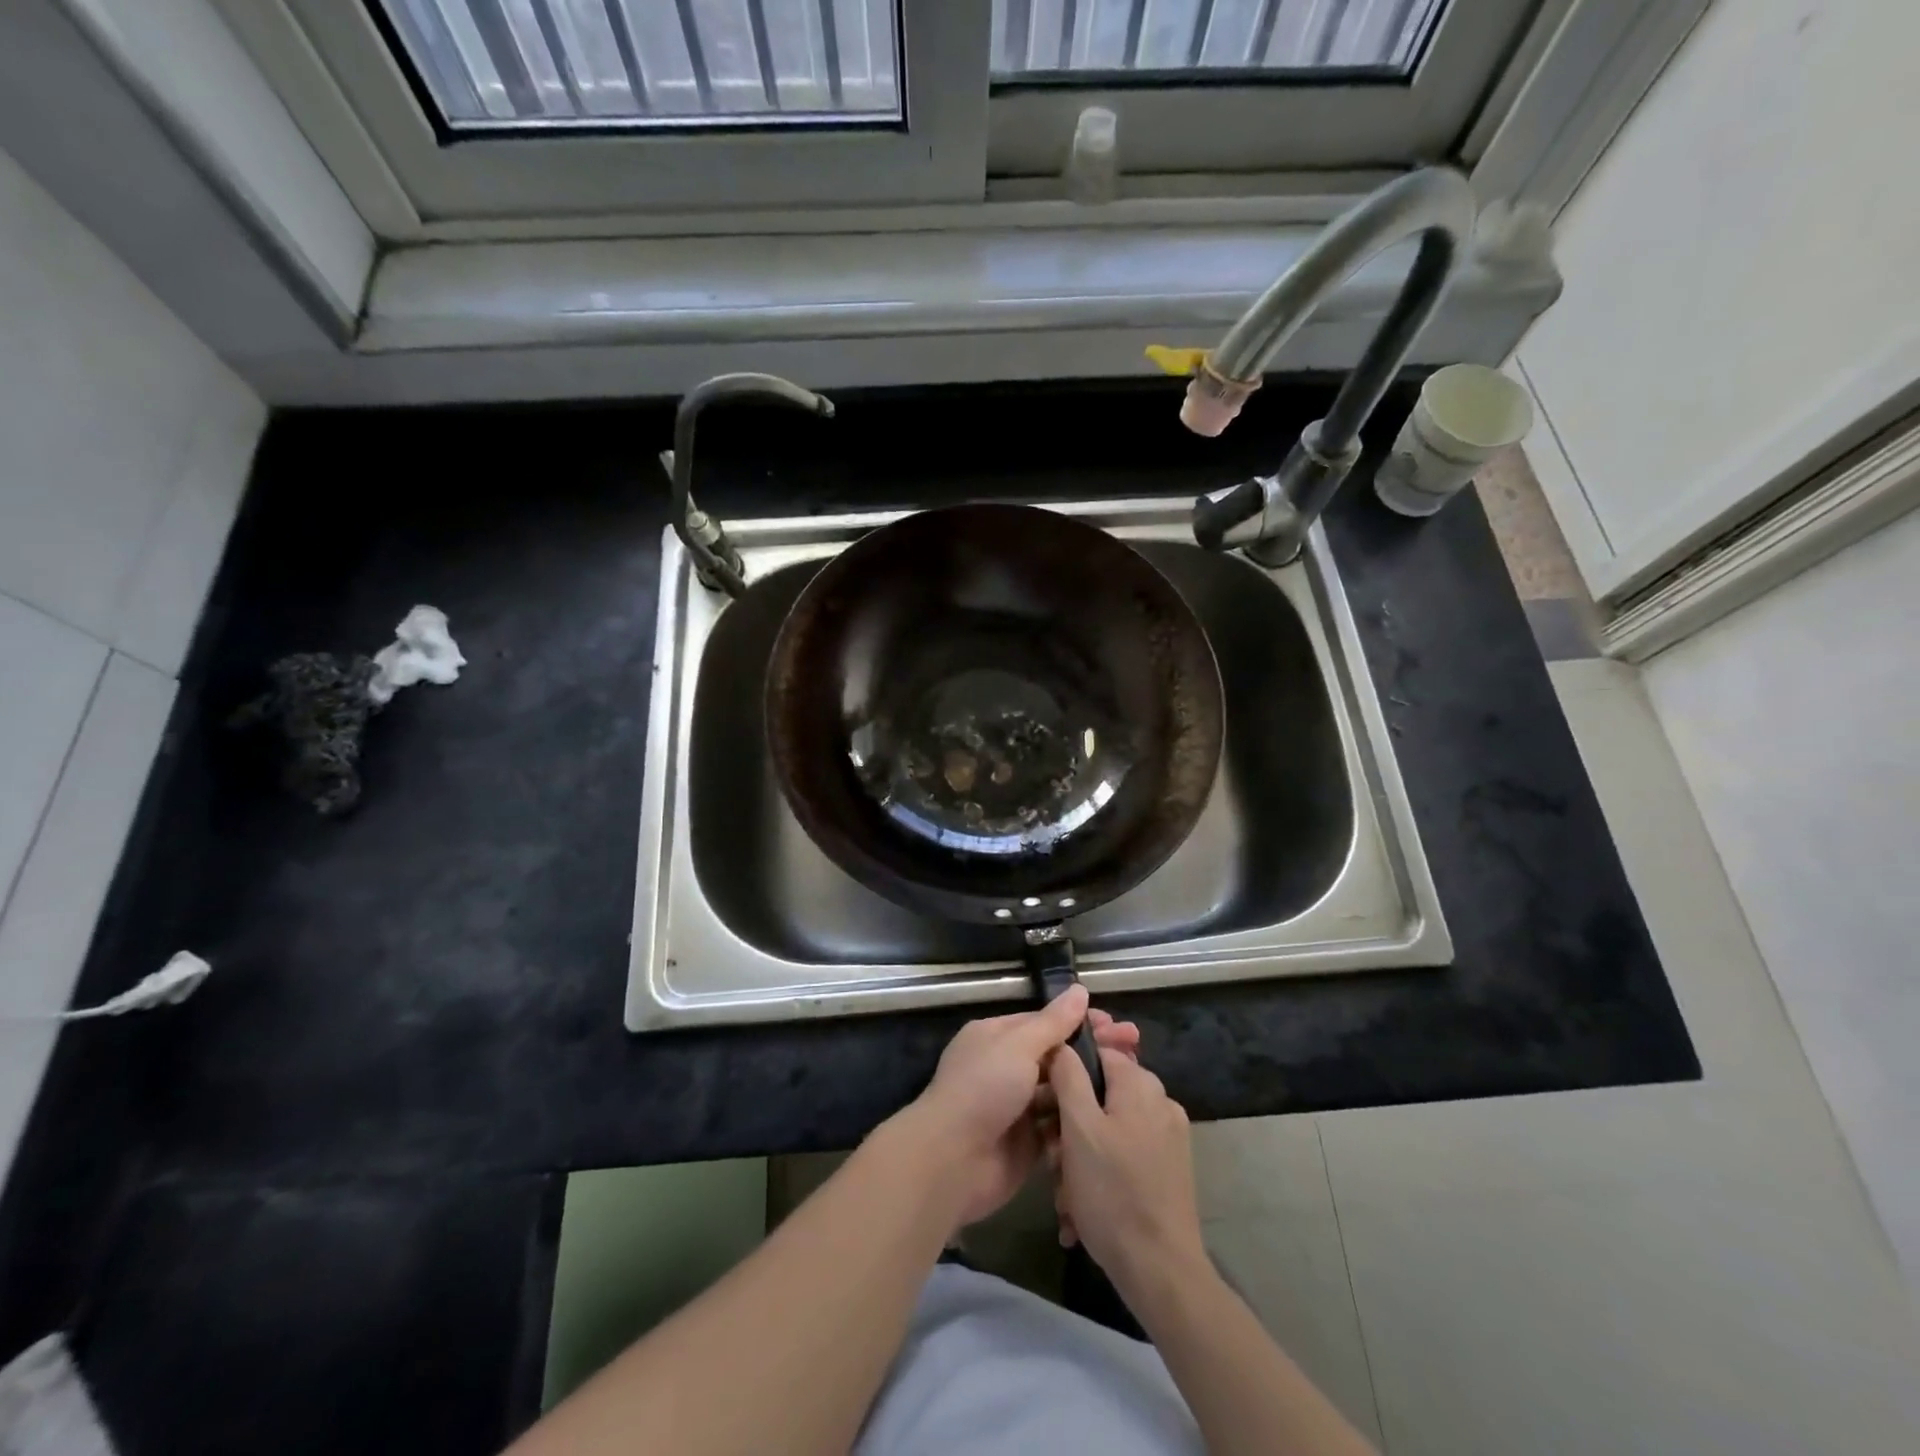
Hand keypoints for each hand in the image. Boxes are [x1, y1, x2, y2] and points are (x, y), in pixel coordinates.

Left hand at [903, 986, 1140, 1231]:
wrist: (952, 1161)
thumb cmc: (983, 1089)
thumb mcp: (1018, 1046)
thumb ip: (1053, 1022)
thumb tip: (1079, 990)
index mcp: (996, 1037)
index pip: (1044, 1022)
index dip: (1080, 1022)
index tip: (1116, 1024)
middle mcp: (1005, 1068)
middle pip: (1057, 1056)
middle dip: (1092, 1051)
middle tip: (1135, 1048)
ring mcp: (1017, 1107)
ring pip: (1061, 1091)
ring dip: (1091, 1086)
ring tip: (1133, 1081)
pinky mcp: (1028, 1144)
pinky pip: (1060, 1128)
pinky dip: (1081, 1121)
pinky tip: (1114, 1115)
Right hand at [1049, 1042, 1206, 1301]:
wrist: (1161, 1271)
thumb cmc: (1112, 1192)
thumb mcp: (1079, 1128)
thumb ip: (1069, 1076)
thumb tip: (1063, 1043)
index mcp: (1140, 1084)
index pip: (1095, 1053)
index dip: (1064, 1073)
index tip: (1043, 1104)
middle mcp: (1159, 1101)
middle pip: (1099, 1094)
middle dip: (1069, 1125)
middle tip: (1051, 1159)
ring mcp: (1168, 1136)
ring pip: (1108, 1128)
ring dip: (1080, 1156)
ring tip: (1064, 1195)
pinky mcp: (1169, 1168)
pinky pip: (1124, 1154)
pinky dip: (1101, 1173)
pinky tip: (1082, 1209)